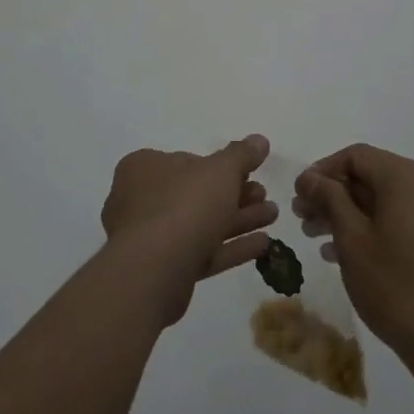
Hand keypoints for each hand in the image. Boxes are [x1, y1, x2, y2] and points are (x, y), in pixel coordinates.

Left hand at [101, 136, 277, 326]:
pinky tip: (263, 244)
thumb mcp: (221, 170)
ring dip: (239, 220)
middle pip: (197, 194)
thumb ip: (242, 154)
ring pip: (201, 224)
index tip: (248, 172)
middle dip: (236, 195)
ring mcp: (150, 238)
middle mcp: (141, 200)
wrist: (153, 272)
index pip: (186, 160)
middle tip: (264, 195)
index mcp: (144, 168)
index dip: (220, 166)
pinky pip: (201, 253)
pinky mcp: (162, 271)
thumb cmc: (184, 205)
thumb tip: (260, 140)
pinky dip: (230, 247)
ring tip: (272, 215)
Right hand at [294, 144, 413, 369]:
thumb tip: (310, 177)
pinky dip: (371, 228)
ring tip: (315, 236)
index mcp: (406, 177)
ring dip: (348, 214)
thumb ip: (329, 199)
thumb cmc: (394, 284)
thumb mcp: (352, 238)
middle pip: (370, 177)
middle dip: (333, 195)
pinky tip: (344, 254)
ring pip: (384, 201)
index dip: (322, 170)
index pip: (356, 156)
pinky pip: (400, 220)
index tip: (298, 193)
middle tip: (301, 216)